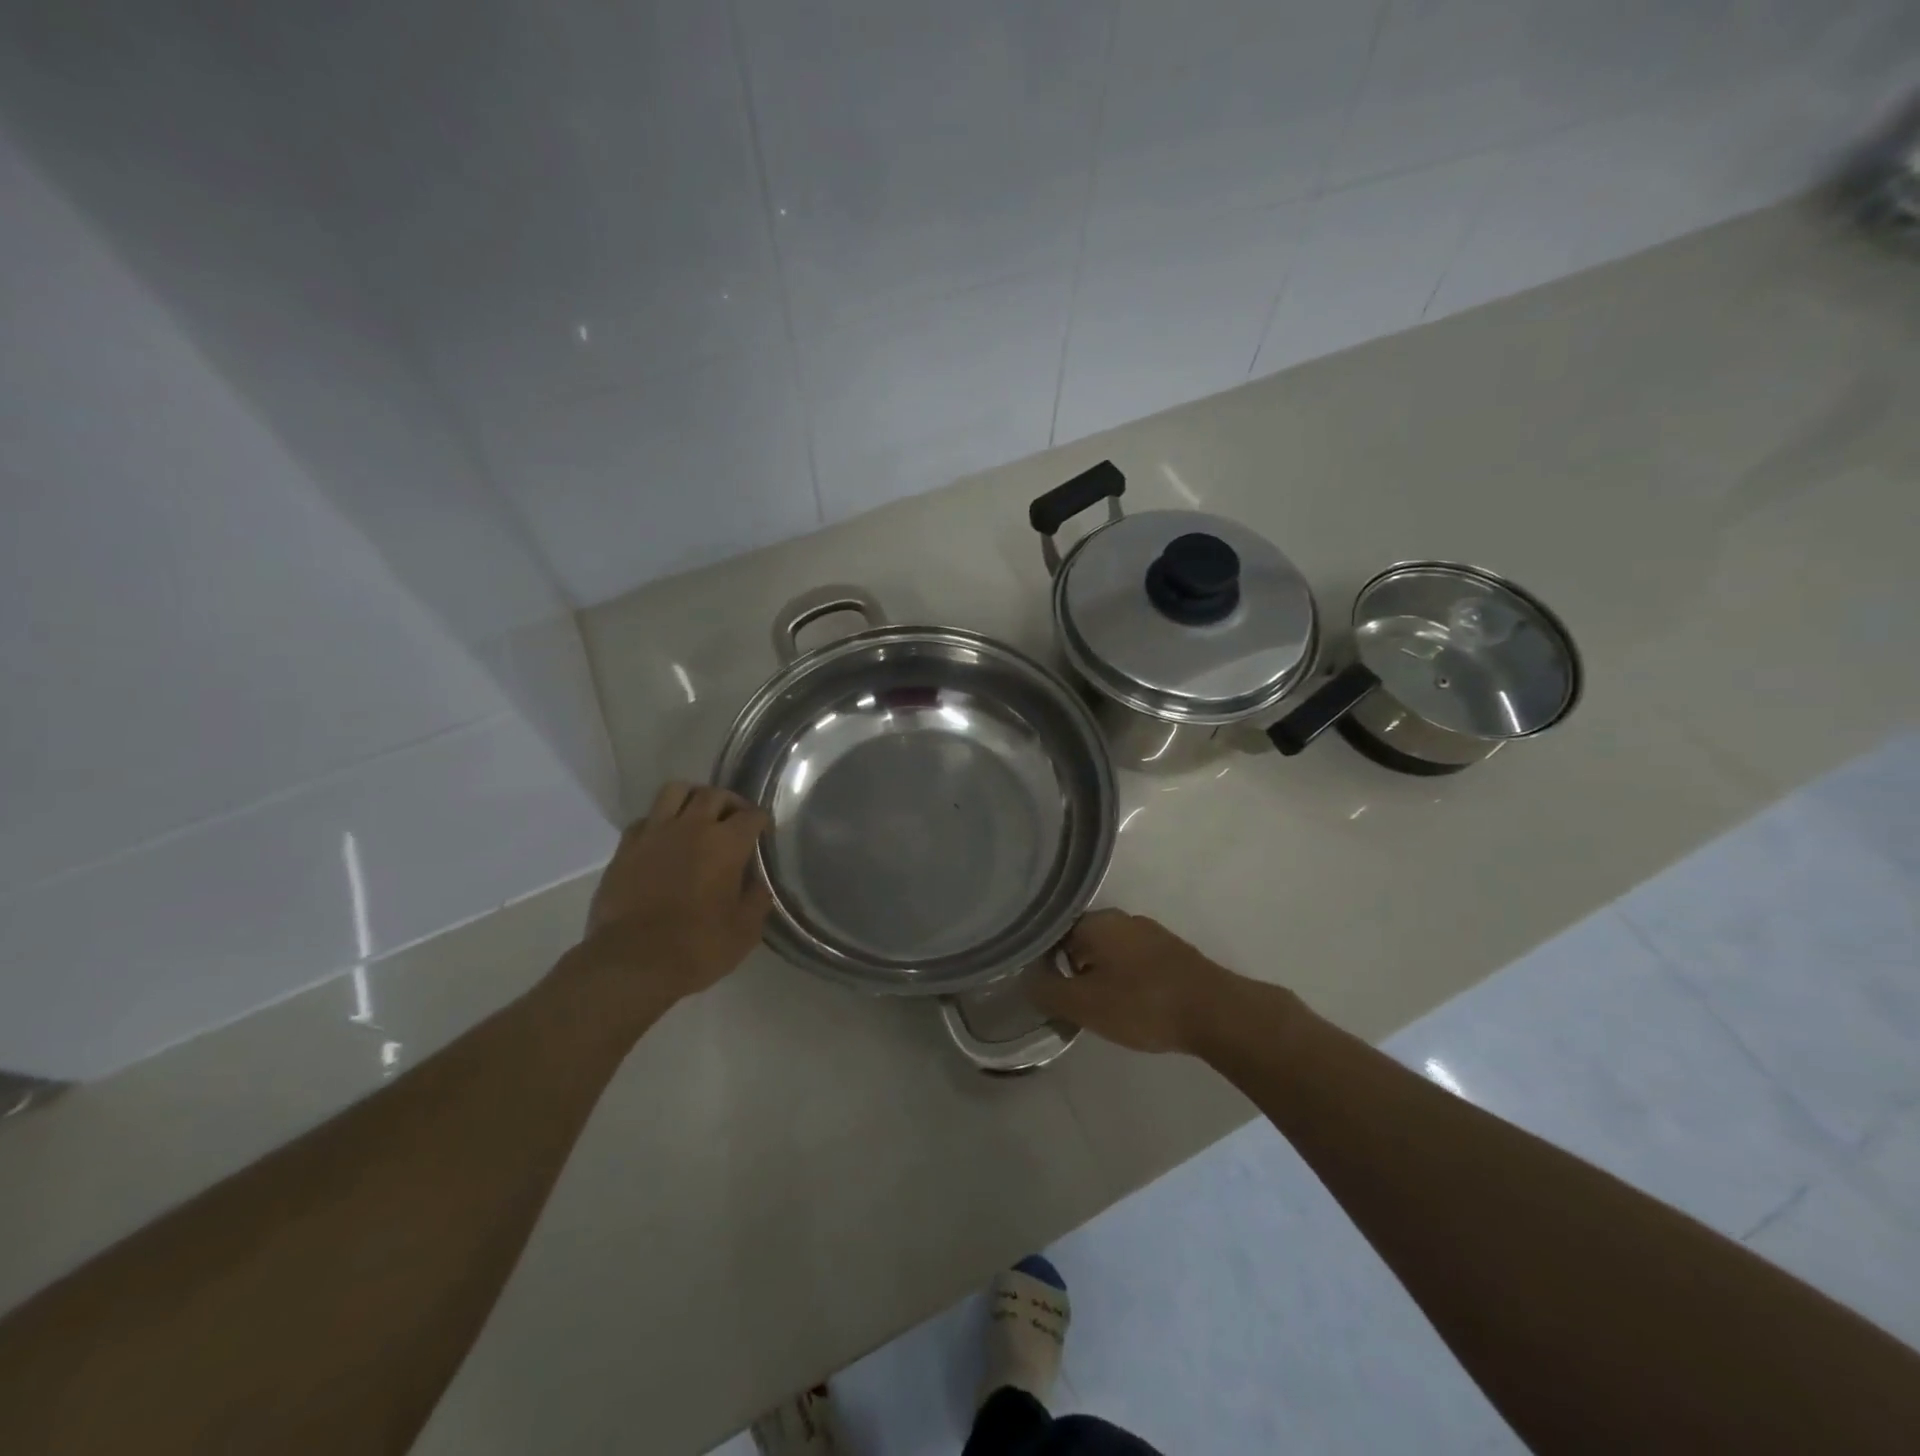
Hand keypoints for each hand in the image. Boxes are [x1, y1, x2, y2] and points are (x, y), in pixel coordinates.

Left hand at [576, 782, 772, 1007]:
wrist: (632, 964)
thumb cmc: (697, 948)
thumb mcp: (745, 930)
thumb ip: (757, 898)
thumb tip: (759, 881)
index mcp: (727, 844)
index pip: (752, 815)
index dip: (762, 822)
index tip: (764, 834)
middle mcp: (692, 827)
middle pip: (715, 794)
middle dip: (731, 803)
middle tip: (735, 821)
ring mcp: (655, 833)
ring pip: (676, 791)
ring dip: (693, 798)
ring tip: (698, 816)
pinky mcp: (626, 847)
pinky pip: (646, 818)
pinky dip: (660, 821)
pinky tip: (664, 839)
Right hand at [1028, 909, 1239, 1054]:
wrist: (1215, 1012)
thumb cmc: (1142, 1004)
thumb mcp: (1084, 1005)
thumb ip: (1048, 991)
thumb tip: (1025, 979)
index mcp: (1096, 922)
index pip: (1053, 934)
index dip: (1043, 962)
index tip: (1044, 989)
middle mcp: (1121, 918)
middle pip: (1081, 941)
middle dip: (1072, 971)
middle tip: (1071, 1004)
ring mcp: (1150, 932)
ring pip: (1109, 951)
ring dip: (1100, 976)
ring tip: (1101, 1008)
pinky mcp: (1171, 951)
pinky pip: (1133, 960)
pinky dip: (1125, 979)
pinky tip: (1131, 1004)